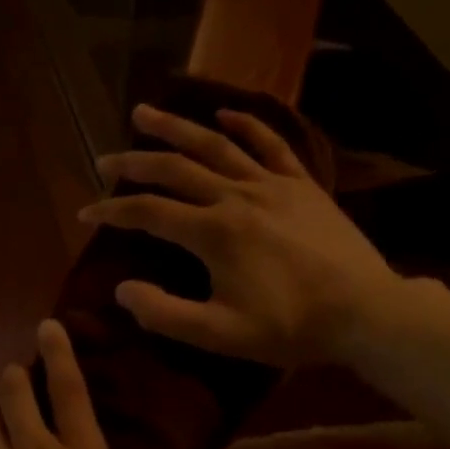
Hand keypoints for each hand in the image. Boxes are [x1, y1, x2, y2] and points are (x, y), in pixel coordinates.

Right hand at [81, 104, 402, 368]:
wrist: (364, 311)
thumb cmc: (290, 327)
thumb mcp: (219, 334)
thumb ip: (164, 313)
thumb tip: (122, 289)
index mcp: (213, 233)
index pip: (148, 213)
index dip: (112, 211)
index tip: (85, 212)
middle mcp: (236, 197)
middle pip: (174, 169)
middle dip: (133, 163)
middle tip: (104, 160)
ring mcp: (272, 185)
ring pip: (214, 146)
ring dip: (176, 128)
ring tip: (144, 113)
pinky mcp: (302, 185)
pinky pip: (270, 144)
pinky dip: (245, 125)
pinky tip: (225, 113)